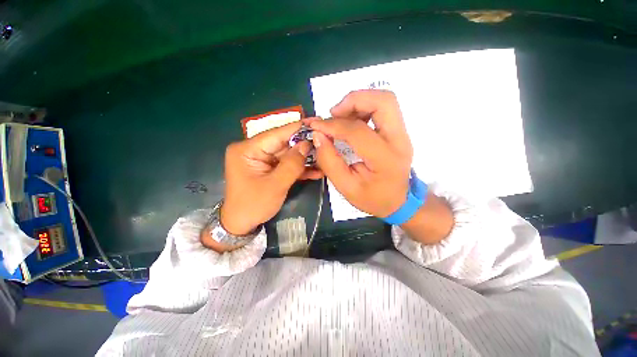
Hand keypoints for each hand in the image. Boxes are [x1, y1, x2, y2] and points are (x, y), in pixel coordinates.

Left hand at [221, 122, 322, 234]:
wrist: (242, 224)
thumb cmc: (254, 205)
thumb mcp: (275, 185)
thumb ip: (292, 164)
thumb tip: (306, 144)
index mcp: (247, 149)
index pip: (276, 134)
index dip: (296, 128)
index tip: (316, 122)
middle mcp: (254, 150)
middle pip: (283, 144)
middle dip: (304, 145)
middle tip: (324, 141)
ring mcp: (262, 160)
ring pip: (288, 155)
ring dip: (305, 159)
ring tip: (324, 157)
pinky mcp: (269, 169)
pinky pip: (286, 165)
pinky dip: (300, 168)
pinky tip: (316, 171)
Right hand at [309, 90, 412, 217]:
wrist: (400, 201)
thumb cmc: (373, 198)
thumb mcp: (346, 188)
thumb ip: (330, 162)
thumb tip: (318, 136)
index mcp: (385, 159)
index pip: (358, 131)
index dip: (333, 125)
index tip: (316, 127)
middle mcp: (399, 141)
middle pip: (383, 101)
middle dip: (353, 100)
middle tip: (333, 114)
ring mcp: (402, 133)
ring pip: (384, 100)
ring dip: (358, 102)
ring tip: (340, 117)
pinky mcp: (399, 131)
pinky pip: (383, 108)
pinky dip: (364, 107)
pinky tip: (351, 121)